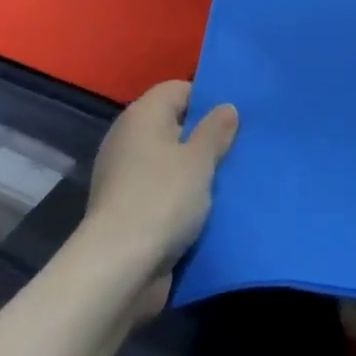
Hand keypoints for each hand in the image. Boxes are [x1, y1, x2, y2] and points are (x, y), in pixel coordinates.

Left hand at [82, 81, 238, 313]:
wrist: (117, 267)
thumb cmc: (162, 198)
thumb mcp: (199, 161)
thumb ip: (215, 131)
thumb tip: (226, 106)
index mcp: (142, 114)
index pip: (178, 89)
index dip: (206, 99)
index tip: (234, 120)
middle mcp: (128, 138)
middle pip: (173, 126)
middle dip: (203, 138)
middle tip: (238, 150)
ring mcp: (123, 175)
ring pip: (168, 163)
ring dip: (193, 173)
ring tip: (229, 181)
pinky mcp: (125, 209)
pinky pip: (160, 192)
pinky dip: (179, 199)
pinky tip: (206, 211)